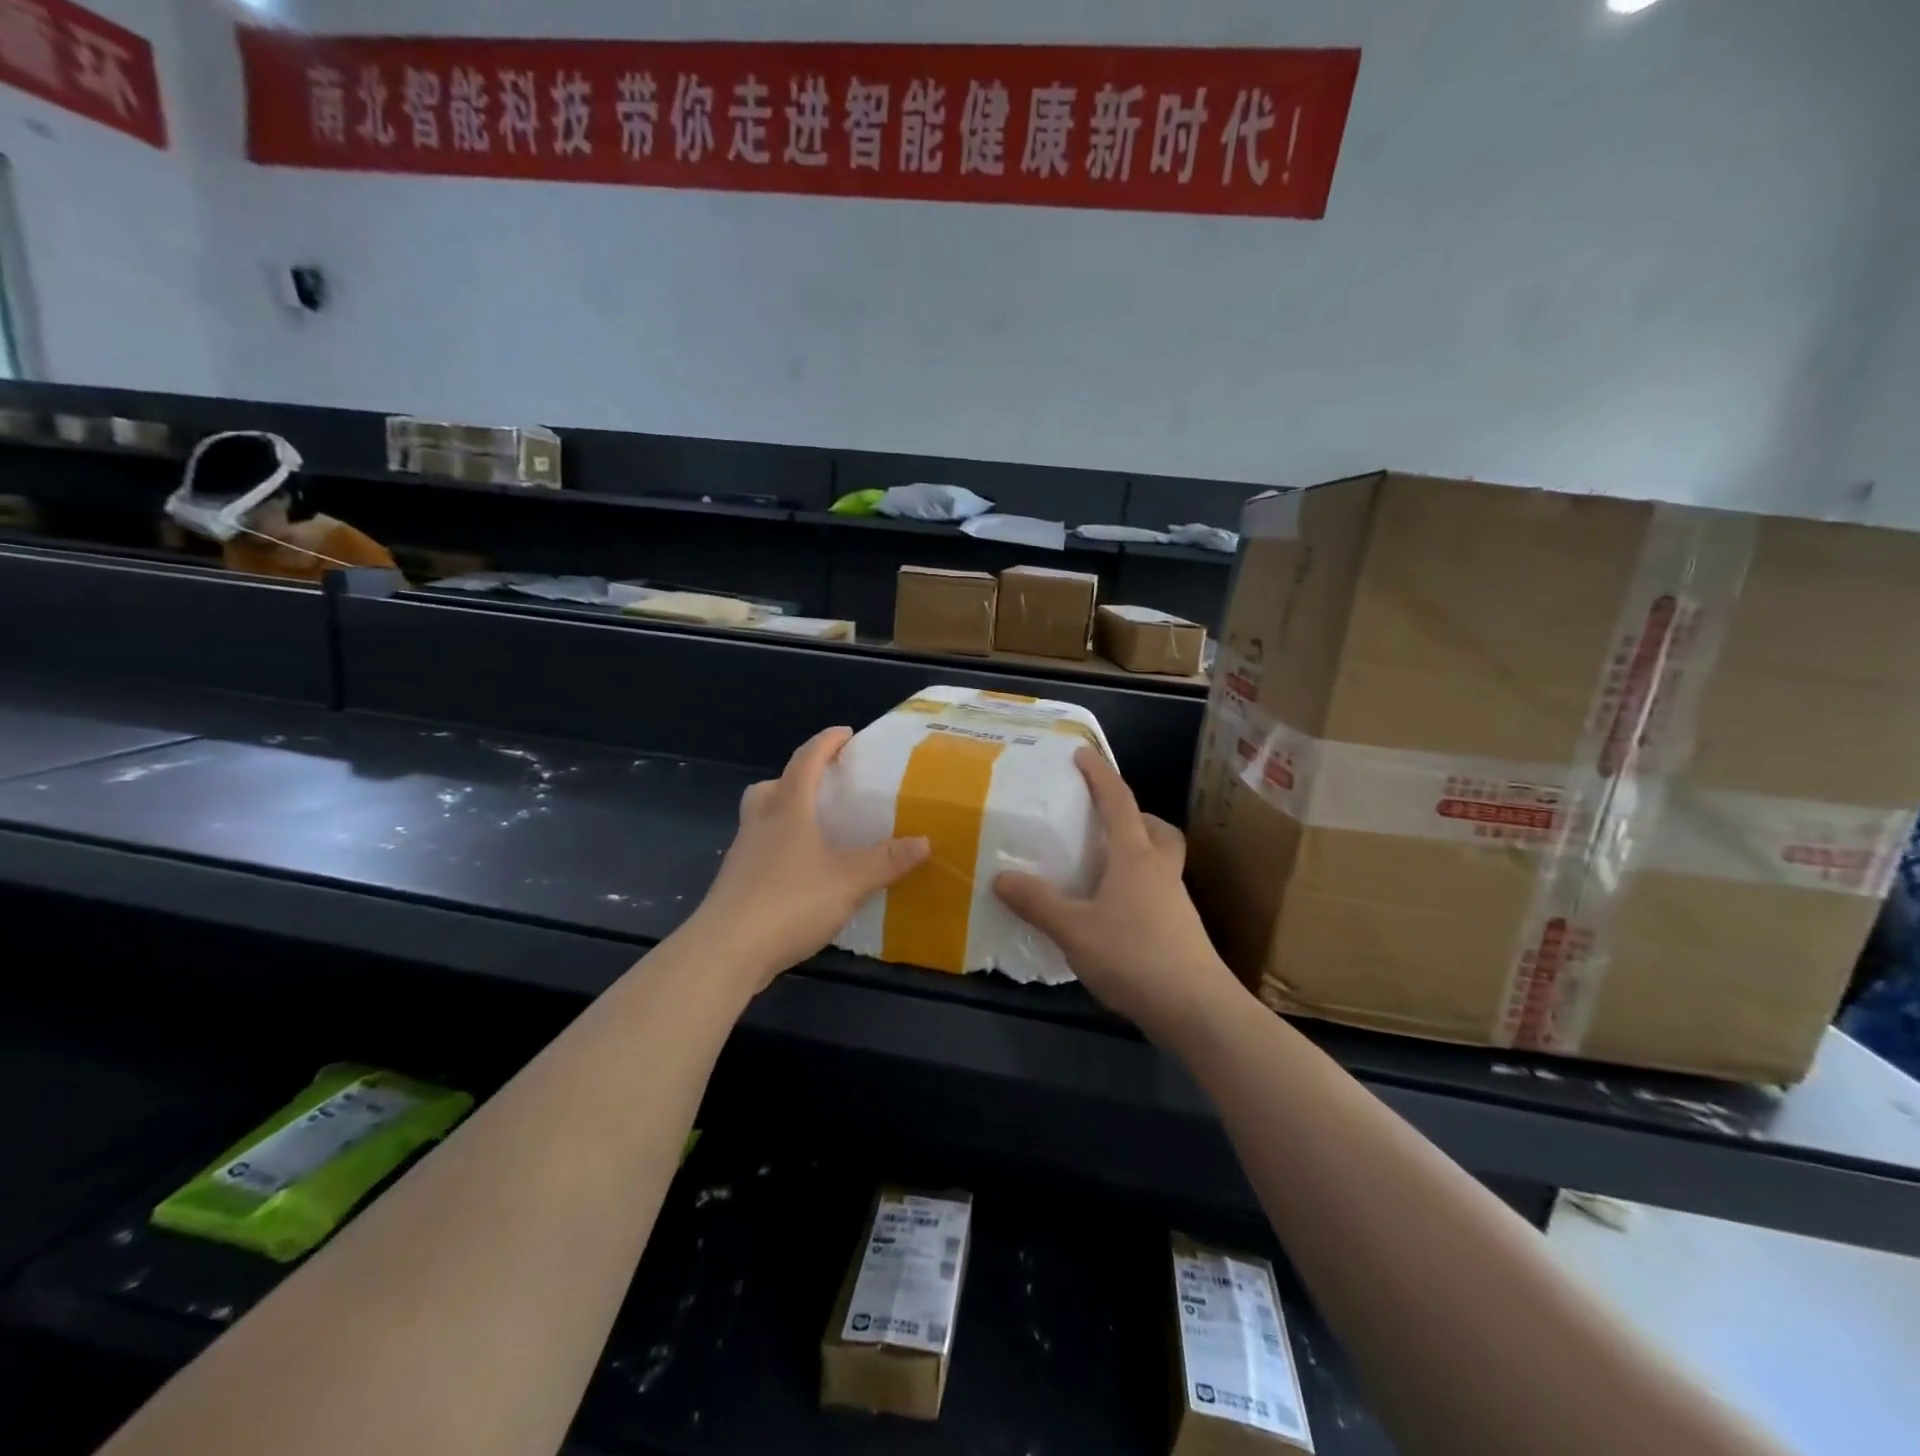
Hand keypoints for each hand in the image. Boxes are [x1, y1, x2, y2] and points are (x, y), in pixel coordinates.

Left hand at [682, 726, 928, 990]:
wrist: (725, 951)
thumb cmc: (789, 902)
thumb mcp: (850, 881)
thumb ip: (886, 860)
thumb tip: (925, 842)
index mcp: (787, 808)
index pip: (805, 760)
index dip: (826, 742)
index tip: (846, 733)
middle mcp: (760, 822)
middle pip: (772, 786)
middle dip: (797, 779)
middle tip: (824, 788)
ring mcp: (743, 853)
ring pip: (762, 819)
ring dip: (786, 815)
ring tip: (818, 833)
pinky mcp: (735, 884)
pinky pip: (761, 851)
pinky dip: (781, 850)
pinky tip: (803, 875)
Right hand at [993, 747, 1241, 1039]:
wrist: (1197, 1010)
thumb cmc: (1135, 956)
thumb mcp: (1074, 930)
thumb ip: (1037, 903)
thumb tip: (1000, 878)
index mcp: (1136, 857)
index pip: (1118, 801)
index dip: (1099, 774)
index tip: (1082, 754)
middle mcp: (1160, 870)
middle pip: (1155, 828)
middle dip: (1132, 815)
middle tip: (1102, 822)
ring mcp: (1175, 901)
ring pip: (1159, 860)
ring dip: (1134, 852)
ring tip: (1099, 869)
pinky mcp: (1180, 929)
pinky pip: (1156, 891)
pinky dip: (1135, 887)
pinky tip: (1110, 913)